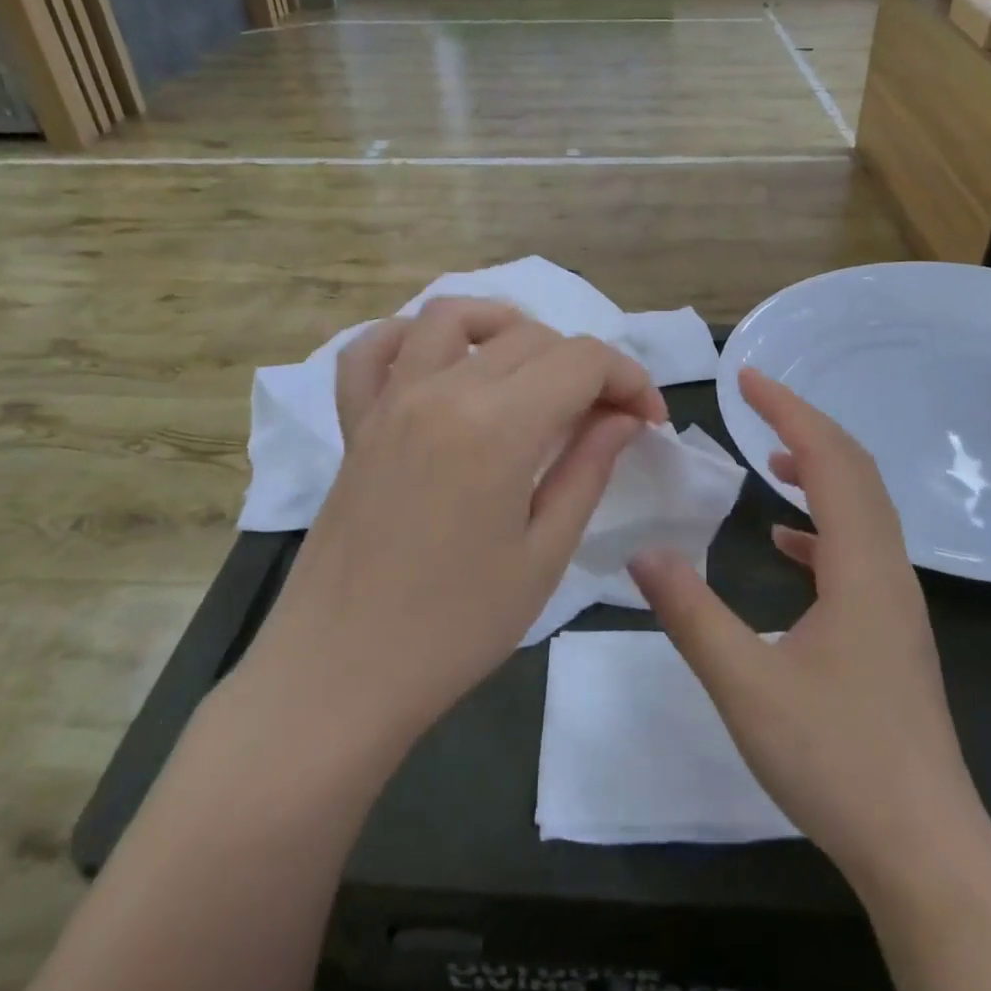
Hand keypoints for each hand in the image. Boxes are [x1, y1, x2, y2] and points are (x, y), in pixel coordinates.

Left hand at [243, 298, 668, 758]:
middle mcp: (441, 391)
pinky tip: (441, 365)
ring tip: (534, 370)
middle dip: (585, 365)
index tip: (649, 421)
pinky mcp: (355, 422)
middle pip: (531, 337)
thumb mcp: (544, 554)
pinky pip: (372, 350)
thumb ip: (588, 469)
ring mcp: (389, 400)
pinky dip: (409, 338)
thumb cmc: (456, 628)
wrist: (341, 675)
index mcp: (497, 425)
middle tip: (605, 418)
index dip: (630, 379)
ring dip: (506, 327)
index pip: (583, 360)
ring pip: (452, 316)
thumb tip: (623, 417)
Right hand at [629, 367, 990, 900]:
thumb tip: (643, 552)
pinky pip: (860, 551)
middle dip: (805, 426)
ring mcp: (896, 603)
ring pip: (863, 510)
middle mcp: (888, 572)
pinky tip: (787, 544)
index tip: (747, 378)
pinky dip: (823, 525)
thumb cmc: (837, 763)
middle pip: (856, 472)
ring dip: (820, 470)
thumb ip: (691, 614)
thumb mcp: (746, 685)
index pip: (830, 460)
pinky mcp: (892, 632)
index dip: (788, 411)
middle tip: (754, 401)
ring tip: (770, 457)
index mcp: (860, 568)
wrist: (925, 851)